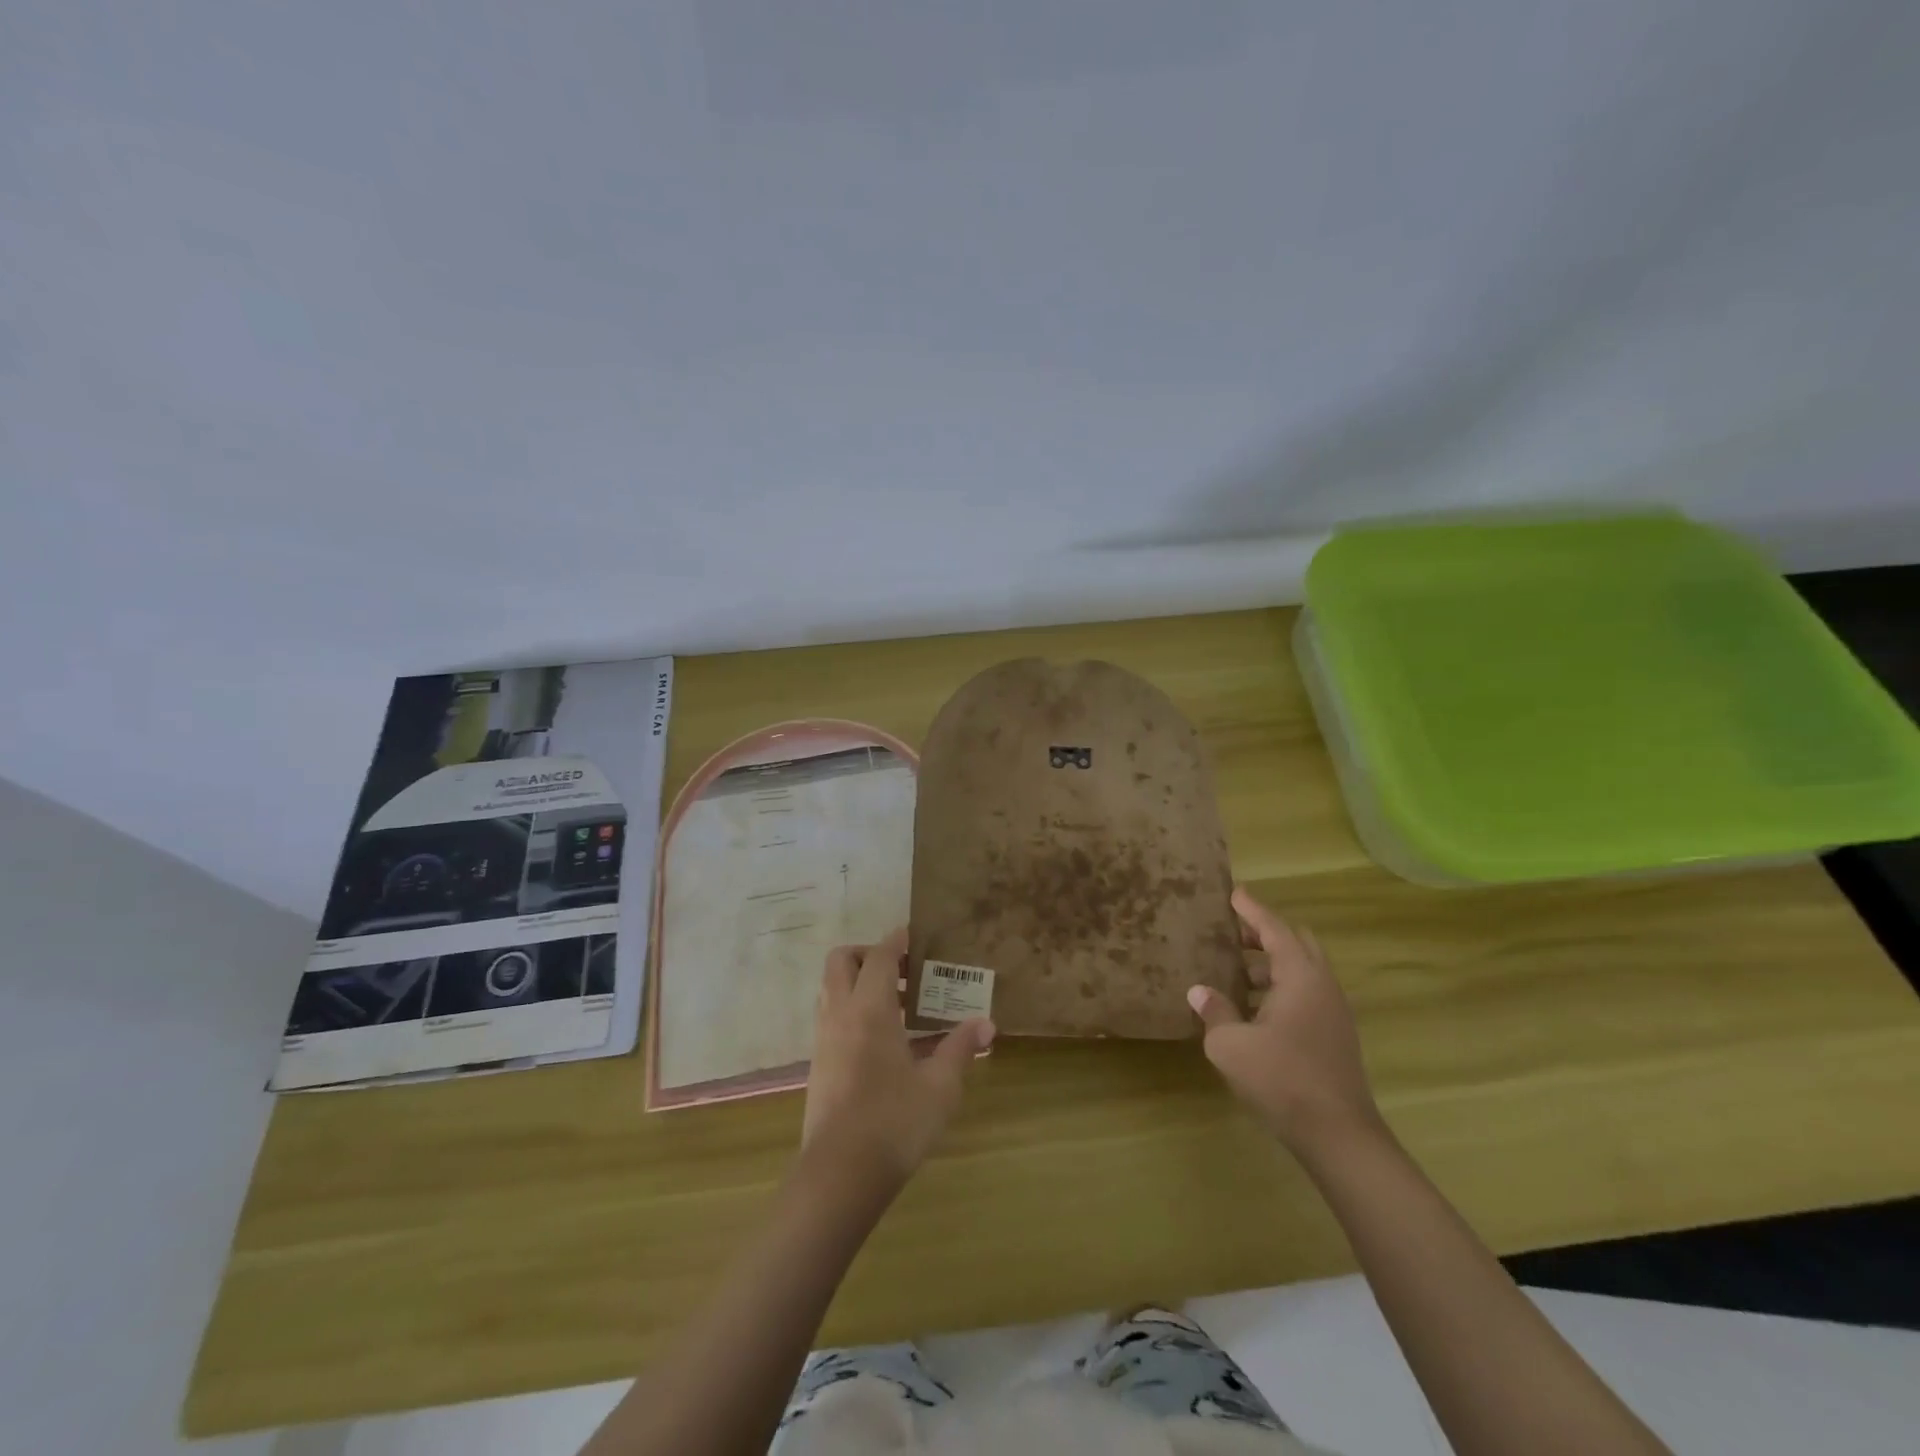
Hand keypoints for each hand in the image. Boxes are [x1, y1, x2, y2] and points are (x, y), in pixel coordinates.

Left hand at [802, 929, 995, 1189]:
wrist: (839, 1176)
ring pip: (832, 989)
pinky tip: (883, 1040)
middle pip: (841, 961)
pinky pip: (832, 1017)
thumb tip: (986, 1024)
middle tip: (901, 971)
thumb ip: (960, 1048)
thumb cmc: (894, 1122)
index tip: (915, 935)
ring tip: (897, 1004)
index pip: (878, 956)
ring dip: (858, 982)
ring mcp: (824, 1040)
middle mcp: (840, 1014)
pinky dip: (852, 1010)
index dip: (896, 940)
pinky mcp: (818, 1065)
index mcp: (869, 1009)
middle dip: (867, 954)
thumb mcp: (939, 1086)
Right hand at [1188, 886, 1381, 1156]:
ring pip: (1302, 972)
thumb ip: (1215, 1012)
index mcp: (1301, 977)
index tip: (1233, 892)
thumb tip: (1200, 991)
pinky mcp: (1335, 1037)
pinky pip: (1305, 995)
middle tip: (1231, 933)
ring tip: (1235, 971)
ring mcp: (1333, 1013)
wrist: (1338, 1136)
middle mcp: (1322, 986)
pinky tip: (1253, 1010)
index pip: (1275, 929)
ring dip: (1271, 965)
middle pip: (1295, 944)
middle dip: (1264, 934)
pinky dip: (1280, 989)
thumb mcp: (1231, 1045)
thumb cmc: (1281, 1079)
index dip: (1252, 910)